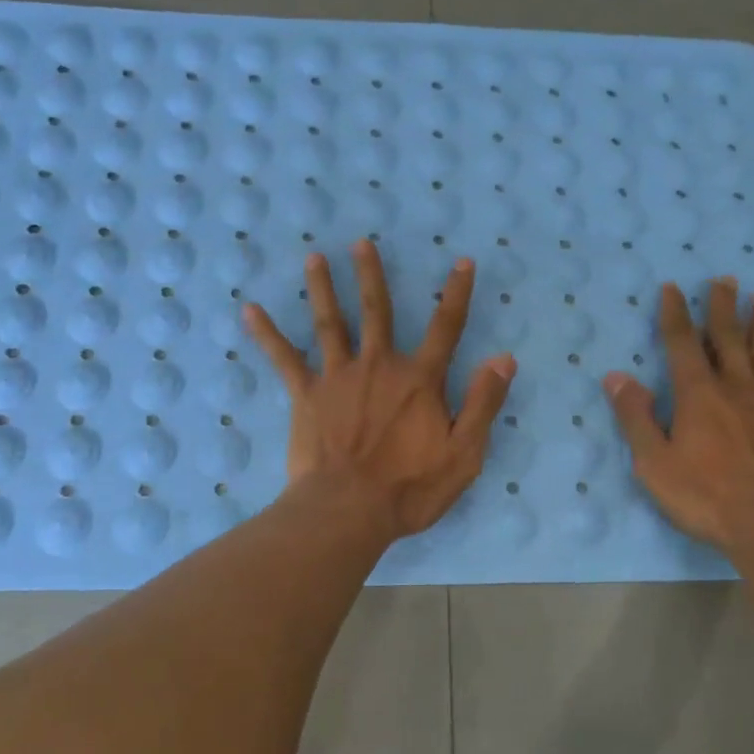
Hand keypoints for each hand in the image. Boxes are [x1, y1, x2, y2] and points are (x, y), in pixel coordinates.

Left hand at [244, 239, 515, 540]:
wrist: (348, 511)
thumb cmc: (410, 488)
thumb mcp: (464, 453)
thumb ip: (483, 403)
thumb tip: (503, 358)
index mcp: (419, 380)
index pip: (446, 327)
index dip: (457, 293)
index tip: (462, 261)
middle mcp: (379, 366)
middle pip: (376, 311)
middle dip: (371, 275)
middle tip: (360, 243)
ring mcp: (338, 377)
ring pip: (330, 323)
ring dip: (322, 288)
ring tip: (313, 258)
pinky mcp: (306, 396)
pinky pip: (284, 359)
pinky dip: (267, 333)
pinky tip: (249, 309)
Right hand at [605, 278, 753, 565]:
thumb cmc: (706, 498)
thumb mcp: (655, 463)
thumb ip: (635, 417)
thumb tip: (616, 377)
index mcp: (698, 395)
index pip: (682, 344)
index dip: (674, 314)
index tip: (671, 288)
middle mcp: (737, 388)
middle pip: (727, 338)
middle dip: (722, 306)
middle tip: (723, 278)